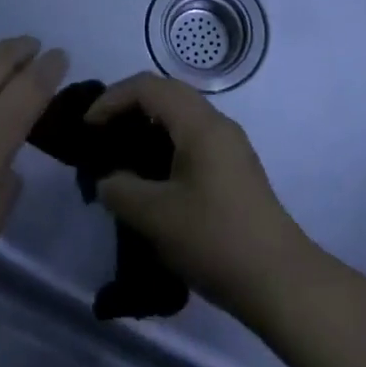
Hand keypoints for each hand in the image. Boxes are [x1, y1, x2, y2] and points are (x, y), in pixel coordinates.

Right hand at [87, 74, 318, 324]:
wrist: (279, 280)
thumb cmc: (214, 239)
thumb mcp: (155, 216)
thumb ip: (120, 189)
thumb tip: (108, 180)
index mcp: (200, 124)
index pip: (148, 86)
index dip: (111, 99)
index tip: (87, 129)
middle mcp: (217, 124)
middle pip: (166, 95)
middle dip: (127, 108)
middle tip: (99, 137)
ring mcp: (229, 146)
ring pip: (180, 118)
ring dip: (146, 129)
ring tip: (118, 158)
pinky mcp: (233, 170)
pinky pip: (191, 140)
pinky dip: (164, 147)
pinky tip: (148, 180)